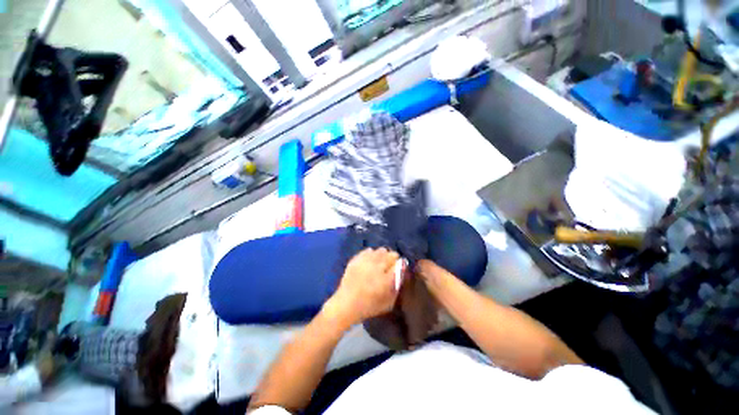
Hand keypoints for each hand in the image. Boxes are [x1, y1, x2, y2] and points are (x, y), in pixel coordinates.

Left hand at [323, 248, 400, 327]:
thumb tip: (401, 271)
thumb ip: (397, 285)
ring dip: (382, 256)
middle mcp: (378, 266)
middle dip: (392, 259)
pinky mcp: (357, 258)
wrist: (346, 304)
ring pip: (380, 250)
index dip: (401, 265)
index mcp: (387, 278)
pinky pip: (368, 250)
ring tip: (379, 263)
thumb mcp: (388, 302)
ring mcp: (366, 260)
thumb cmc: (369, 306)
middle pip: (391, 254)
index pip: (401, 263)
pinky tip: (369, 262)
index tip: (398, 269)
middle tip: (388, 267)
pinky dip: (371, 254)